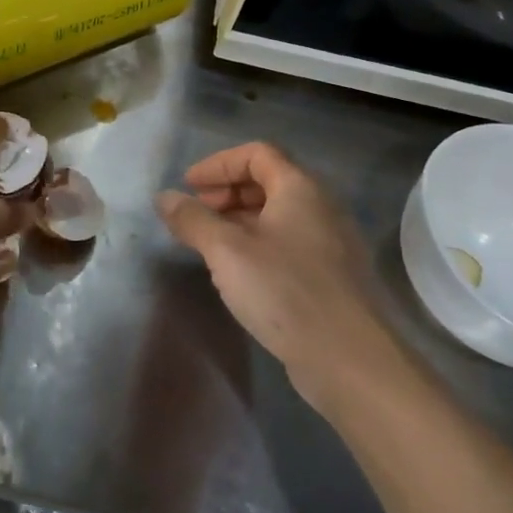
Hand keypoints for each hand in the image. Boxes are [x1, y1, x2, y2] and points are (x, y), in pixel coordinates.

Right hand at [156, 142, 382, 404]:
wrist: (348, 359)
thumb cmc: (284, 290)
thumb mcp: (226, 251)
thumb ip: (193, 220)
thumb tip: (164, 197)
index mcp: (301, 188)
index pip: (257, 154)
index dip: (218, 164)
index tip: (188, 186)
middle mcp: (321, 207)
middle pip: (269, 181)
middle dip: (226, 192)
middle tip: (196, 214)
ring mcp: (330, 243)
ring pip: (278, 216)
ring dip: (239, 220)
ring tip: (209, 244)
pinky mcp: (331, 276)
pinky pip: (288, 243)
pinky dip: (257, 244)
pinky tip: (238, 273)